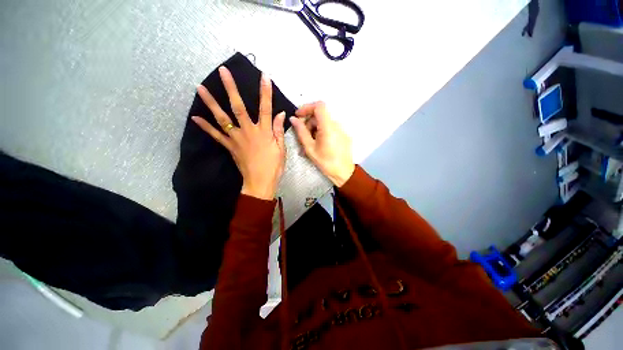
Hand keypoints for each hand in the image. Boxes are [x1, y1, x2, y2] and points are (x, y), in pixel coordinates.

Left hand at [192, 67, 285, 199]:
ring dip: (211, 103)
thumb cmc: (274, 166)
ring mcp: (236, 138)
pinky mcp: (229, 146)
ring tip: (199, 88)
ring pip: (222, 118)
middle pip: (239, 107)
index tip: (264, 76)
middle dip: (231, 89)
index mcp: (264, 132)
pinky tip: (195, 117)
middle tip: (223, 71)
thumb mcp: (281, 149)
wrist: (260, 182)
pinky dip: (205, 127)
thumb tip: (281, 114)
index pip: (265, 108)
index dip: (265, 92)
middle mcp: (248, 131)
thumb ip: (279, 130)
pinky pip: (216, 135)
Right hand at [290, 102, 354, 186]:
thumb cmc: (326, 162)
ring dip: (314, 129)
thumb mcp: (310, 148)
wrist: (343, 172)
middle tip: (302, 136)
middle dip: (309, 123)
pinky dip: (322, 133)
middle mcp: (337, 124)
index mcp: (328, 126)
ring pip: (324, 123)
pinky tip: (318, 144)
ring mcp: (342, 129)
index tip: (298, 116)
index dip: (307, 108)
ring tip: (309, 144)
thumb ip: (301, 132)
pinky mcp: (344, 134)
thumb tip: (293, 119)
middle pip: (320, 116)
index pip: (319, 106)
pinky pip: (330, 129)